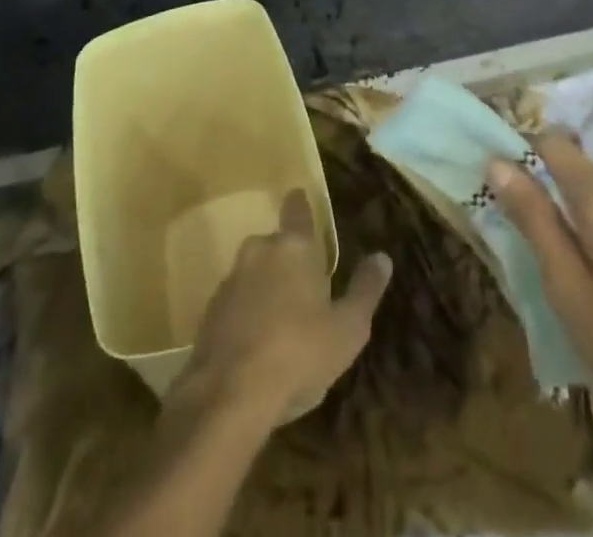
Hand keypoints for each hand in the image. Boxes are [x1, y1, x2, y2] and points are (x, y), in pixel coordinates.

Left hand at [171, 190, 392, 427]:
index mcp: (294, 247)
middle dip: (288, 261)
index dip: (300, 205)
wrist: (229, 395)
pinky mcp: (209, 312)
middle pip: (276, 246)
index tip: (299, 197)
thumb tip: (382, 257)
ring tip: (282, 323)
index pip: (297, 211)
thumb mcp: (348, 329)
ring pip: (254, 274)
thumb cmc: (299, 353)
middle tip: (304, 289)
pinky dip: (247, 314)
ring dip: (266, 289)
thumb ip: (365, 290)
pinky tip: (257, 346)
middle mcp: (259, 251)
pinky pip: (236, 303)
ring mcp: (230, 280)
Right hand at [489, 132, 592, 438]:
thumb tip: (496, 163)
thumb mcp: (568, 288)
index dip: (521, 154)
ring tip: (573, 276)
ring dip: (577, 218)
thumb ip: (533, 219)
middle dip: (549, 196)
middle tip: (537, 252)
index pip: (550, 143)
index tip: (502, 190)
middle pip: (574, 169)